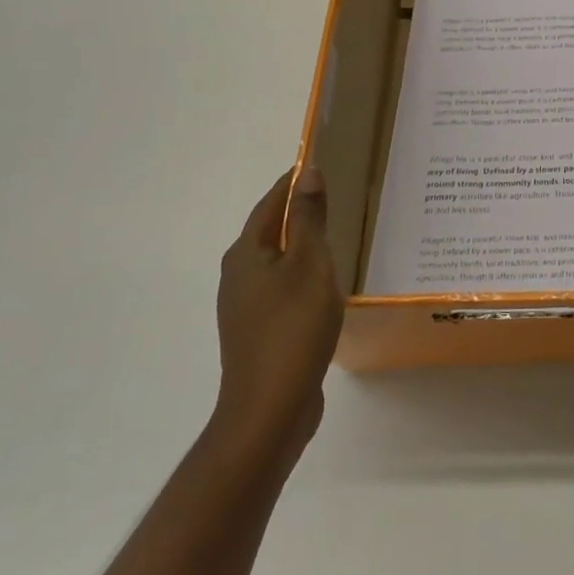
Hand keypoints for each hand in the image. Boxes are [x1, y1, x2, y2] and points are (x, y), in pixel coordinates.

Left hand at [212, 167, 344, 457]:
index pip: (270, 203)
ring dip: (300, 245)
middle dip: (297, 211)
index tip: (319, 163)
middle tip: (335, 196)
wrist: (269, 411)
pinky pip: (280, 288)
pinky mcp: (257, 333)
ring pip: (275, 261)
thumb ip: (309, 219)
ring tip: (336, 235)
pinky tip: (324, 285)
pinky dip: (301, 274)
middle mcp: (237, 275)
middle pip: (269, 231)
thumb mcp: (310, 264)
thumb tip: (307, 172)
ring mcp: (244, 307)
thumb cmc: (292, 328)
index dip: (293, 182)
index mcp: (246, 253)